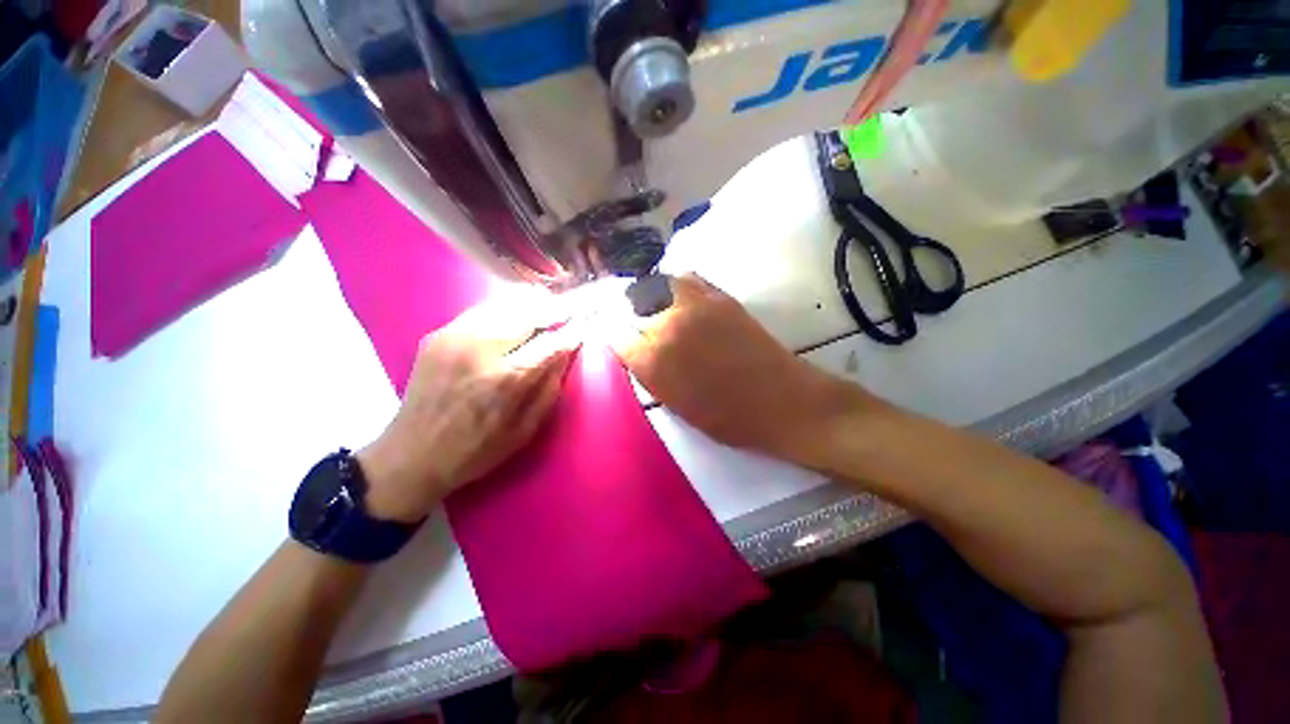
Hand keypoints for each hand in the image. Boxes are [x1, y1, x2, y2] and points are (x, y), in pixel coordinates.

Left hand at [360, 294, 578, 521]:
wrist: (410, 455)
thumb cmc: (475, 451)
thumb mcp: (525, 430)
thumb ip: (549, 389)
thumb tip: (565, 354)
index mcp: (507, 378)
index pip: (551, 343)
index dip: (572, 332)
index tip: (585, 326)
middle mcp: (481, 349)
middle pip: (527, 313)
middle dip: (553, 309)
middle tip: (568, 308)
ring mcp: (455, 337)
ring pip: (503, 305)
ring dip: (530, 302)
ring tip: (546, 301)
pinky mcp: (437, 335)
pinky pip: (480, 311)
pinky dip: (503, 308)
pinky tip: (514, 312)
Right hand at [607, 274, 866, 463]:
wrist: (782, 402)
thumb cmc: (728, 418)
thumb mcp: (676, 406)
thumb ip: (650, 375)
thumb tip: (635, 351)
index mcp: (653, 361)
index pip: (617, 338)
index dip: (617, 339)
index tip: (621, 341)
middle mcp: (667, 325)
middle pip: (633, 306)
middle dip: (631, 316)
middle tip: (637, 326)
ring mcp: (695, 305)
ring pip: (658, 286)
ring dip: (652, 296)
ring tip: (656, 308)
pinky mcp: (720, 297)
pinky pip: (688, 280)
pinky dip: (678, 286)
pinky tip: (682, 299)